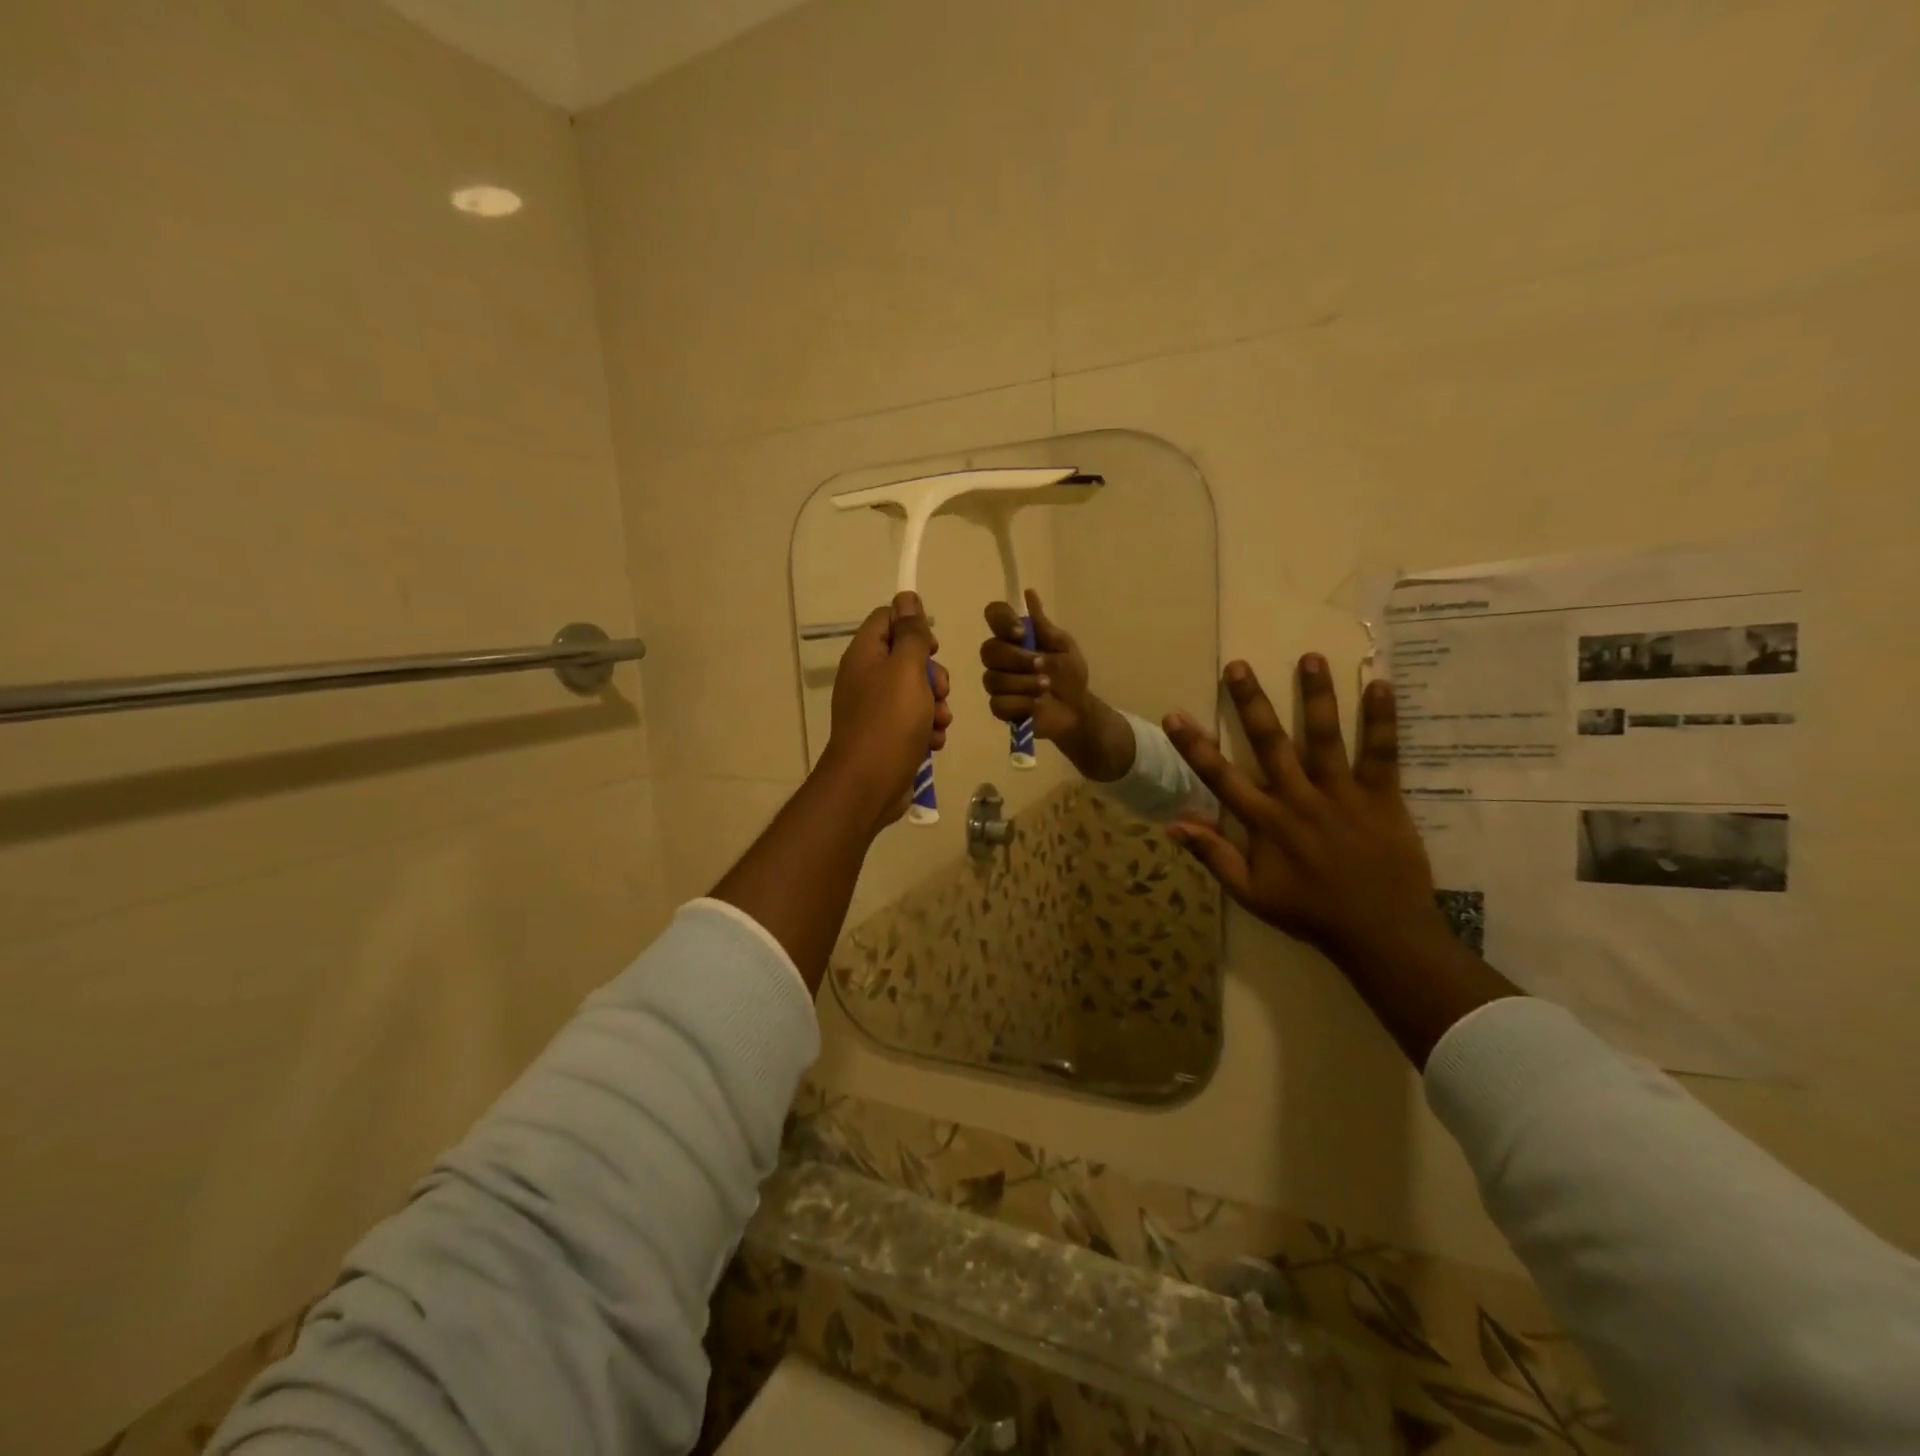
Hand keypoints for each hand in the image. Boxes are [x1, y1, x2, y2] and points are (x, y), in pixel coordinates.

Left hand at [823, 592, 952, 829]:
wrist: (870, 783)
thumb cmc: (890, 720)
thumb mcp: (907, 669)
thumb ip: (911, 633)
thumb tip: (906, 596)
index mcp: (865, 655)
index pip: (887, 620)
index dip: (913, 627)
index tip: (931, 646)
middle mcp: (867, 678)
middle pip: (907, 659)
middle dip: (933, 674)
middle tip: (939, 690)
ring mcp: (876, 710)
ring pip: (917, 693)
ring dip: (936, 705)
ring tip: (937, 723)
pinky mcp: (888, 737)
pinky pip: (915, 722)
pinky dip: (927, 730)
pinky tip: (932, 743)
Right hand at [979, 590, 1132, 780]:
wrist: (1077, 709)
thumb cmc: (1070, 675)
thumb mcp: (1063, 646)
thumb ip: (1043, 625)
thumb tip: (1029, 593)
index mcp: (1014, 638)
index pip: (994, 615)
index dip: (1002, 621)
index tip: (1021, 633)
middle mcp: (1001, 658)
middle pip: (989, 650)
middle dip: (1017, 659)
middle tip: (1042, 666)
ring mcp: (998, 684)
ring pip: (994, 679)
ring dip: (1024, 683)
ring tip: (1045, 688)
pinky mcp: (1000, 708)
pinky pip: (998, 704)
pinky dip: (1021, 704)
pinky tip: (1036, 705)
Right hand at [1162, 656, 1447, 964]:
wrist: (1382, 933)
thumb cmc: (1310, 912)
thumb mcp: (1250, 893)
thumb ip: (1214, 856)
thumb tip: (1174, 824)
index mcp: (1266, 823)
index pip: (1220, 777)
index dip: (1194, 746)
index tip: (1174, 715)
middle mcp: (1299, 799)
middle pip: (1270, 743)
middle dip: (1251, 703)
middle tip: (1238, 666)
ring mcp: (1342, 795)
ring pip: (1325, 737)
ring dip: (1316, 696)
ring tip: (1310, 658)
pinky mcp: (1382, 797)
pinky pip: (1382, 753)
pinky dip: (1382, 720)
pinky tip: (1380, 685)